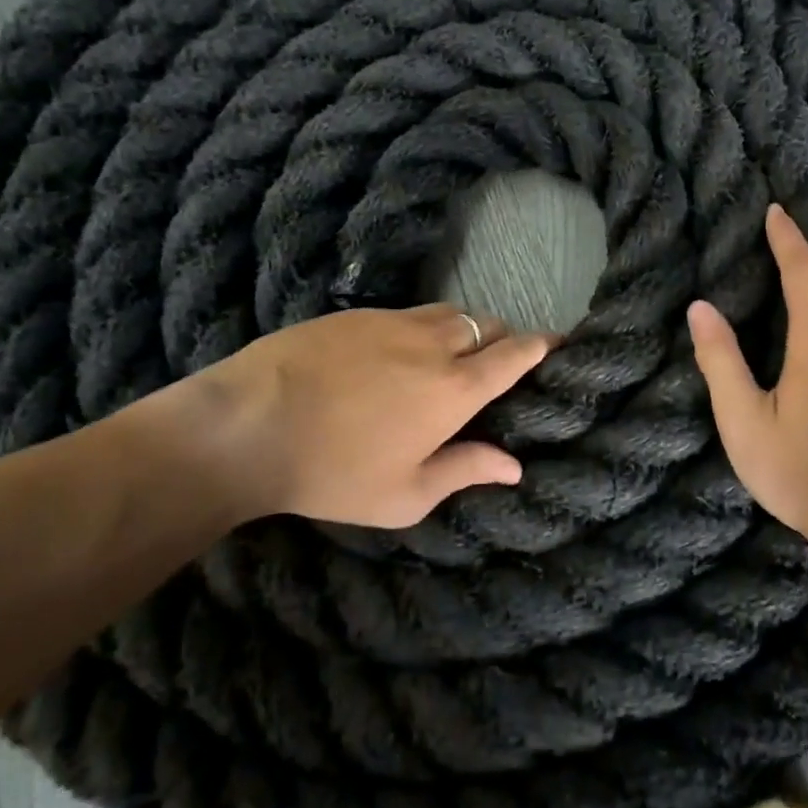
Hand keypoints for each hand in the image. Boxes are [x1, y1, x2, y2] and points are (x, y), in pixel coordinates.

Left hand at [124, 304, 552, 529]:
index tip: (559, 342)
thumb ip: (466, 471)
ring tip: (452, 356)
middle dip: (504, 338)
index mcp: (457, 388)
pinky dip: (422, 328)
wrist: (248, 424)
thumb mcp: (405, 494)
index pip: (516, 353)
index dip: (543, 345)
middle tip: (498, 365)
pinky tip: (398, 354)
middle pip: (489, 325)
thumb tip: (514, 466)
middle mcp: (436, 344)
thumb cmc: (334, 471)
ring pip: (450, 313)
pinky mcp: (357, 313)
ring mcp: (394, 321)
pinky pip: (408, 313)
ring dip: (465, 330)